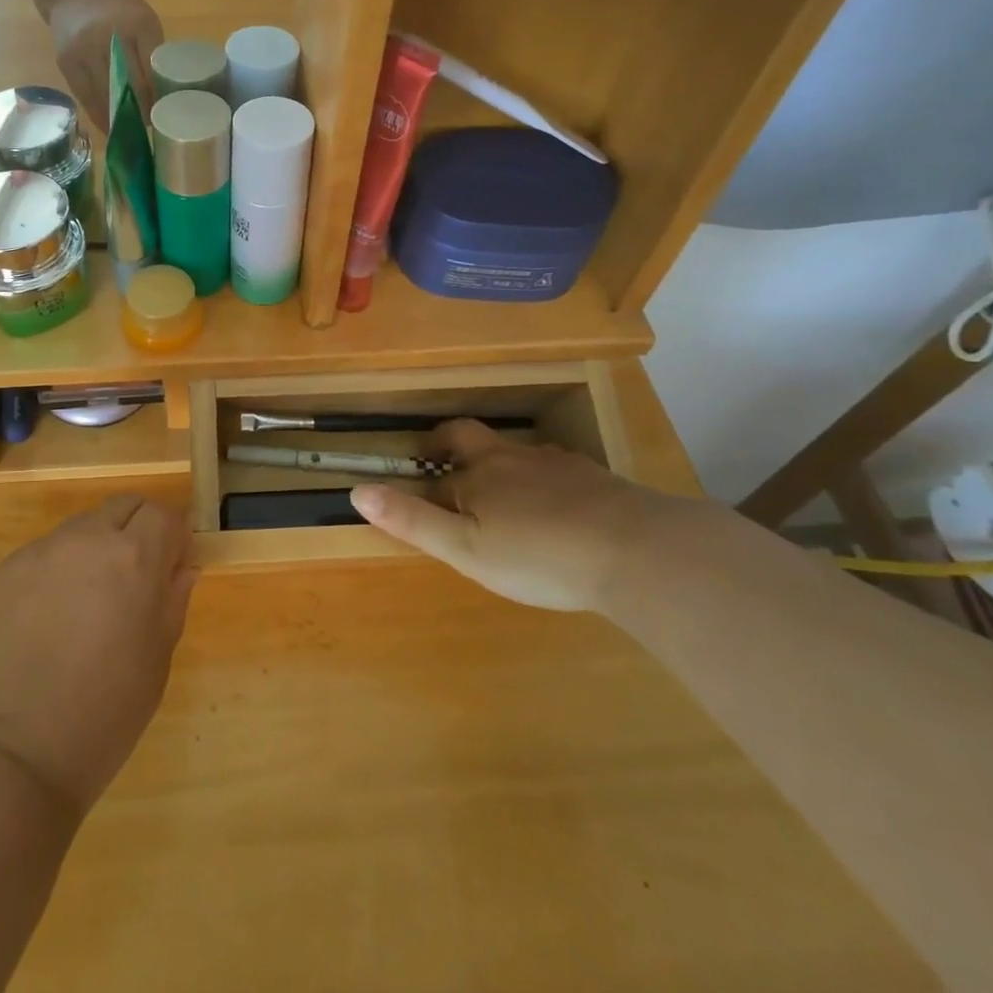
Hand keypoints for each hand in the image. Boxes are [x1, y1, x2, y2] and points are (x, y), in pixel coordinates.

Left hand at [0, 496, 195, 816]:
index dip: (173, 538)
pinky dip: (59, 571)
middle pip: (124, 507)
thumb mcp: (157, 659)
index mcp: (134, 558)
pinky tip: (50, 620)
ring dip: (96, 549)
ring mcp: (41, 551)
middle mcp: (87, 539)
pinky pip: (46, 553)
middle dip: (138, 532)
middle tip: (134, 581)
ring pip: (83, 528)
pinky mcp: (6, 570)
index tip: (172, 570)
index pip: (164, 513)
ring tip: (86, 605)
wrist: (11, 754)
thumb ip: (173, 599)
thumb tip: (181, 567)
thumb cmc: (104, 714)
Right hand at [47, 0, 162, 127]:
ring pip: (104, 94)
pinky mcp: (66, 62)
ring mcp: (83, 49)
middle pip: (128, 83)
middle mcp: (107, 34)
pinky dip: (98, 114)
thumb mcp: (144, 21)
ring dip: (118, 118)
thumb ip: (153, 53)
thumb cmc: (119, 10)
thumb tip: (162, 98)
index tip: (165, 114)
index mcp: (137, 22)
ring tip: (130, 133)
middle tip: (149, 128)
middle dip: (140, 110)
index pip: (151, 67)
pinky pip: (85, 96)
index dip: (158, 95)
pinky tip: (109, 127)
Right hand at [350, 420, 696, 612]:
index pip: (441, 457)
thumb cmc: (538, 554)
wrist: (636, 550)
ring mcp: (558, 465)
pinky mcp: (596, 479)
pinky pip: (560, 473)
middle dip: (457, 446)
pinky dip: (548, 485)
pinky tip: (560, 513)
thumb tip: (357, 489)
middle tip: (451, 469)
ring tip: (508, 502)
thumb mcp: (465, 548)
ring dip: (505, 470)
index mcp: (479, 473)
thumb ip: (411, 520)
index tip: (418, 479)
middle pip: (476, 438)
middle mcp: (514, 458)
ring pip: (520, 456)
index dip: (426, 464)